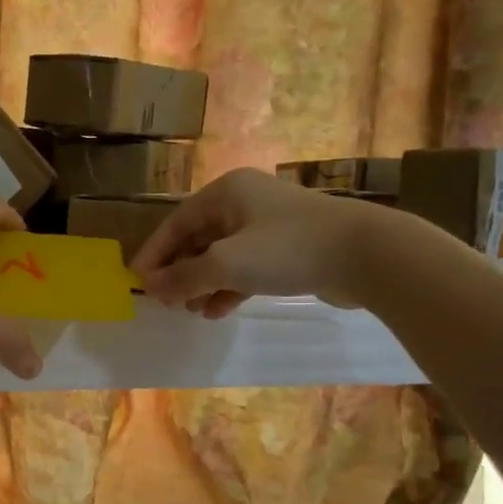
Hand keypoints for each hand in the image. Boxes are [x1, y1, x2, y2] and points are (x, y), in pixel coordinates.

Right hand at [134, 168, 380, 316]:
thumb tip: (150, 288)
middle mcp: (244, 203)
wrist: (365, 255)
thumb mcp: (226, 264)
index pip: (176, 222)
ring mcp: (269, 226)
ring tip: (191, 311)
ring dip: (204, 283)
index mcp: (226, 193)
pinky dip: (230, 287)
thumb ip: (184, 277)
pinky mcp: (289, 249)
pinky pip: (247, 268)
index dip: (154, 253)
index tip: (137, 282)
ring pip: (223, 256)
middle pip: (198, 238)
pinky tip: (219, 311)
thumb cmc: (286, 249)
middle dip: (180, 271)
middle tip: (166, 301)